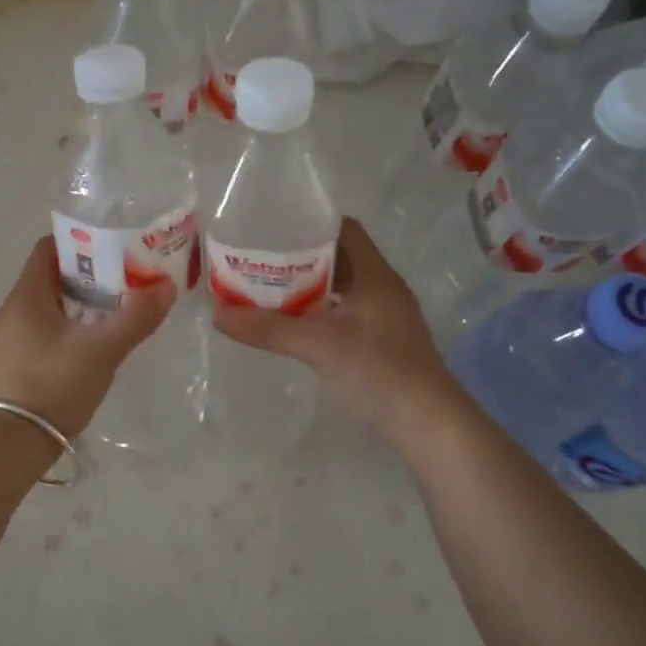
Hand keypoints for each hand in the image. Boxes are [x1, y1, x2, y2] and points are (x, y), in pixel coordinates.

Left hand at [0, 237, 175, 436]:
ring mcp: (9, 341)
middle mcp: (11, 312)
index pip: (47, 249)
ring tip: (116, 309)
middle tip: (124, 278)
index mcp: (25, 297)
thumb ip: (136, 317)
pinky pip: (43, 332)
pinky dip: (69, 327)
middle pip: (50, 278)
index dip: (78, 242)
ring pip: (48, 307)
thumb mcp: (102, 350)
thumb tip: (166, 286)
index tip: (112, 246)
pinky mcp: (13, 365)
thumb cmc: (54, 385)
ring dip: (80, 303)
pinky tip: (93, 344)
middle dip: (87, 274)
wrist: (11, 445)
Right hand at [212, 217, 458, 434]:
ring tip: (268, 286)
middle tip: (261, 256)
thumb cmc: (379, 369)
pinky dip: (320, 310)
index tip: (275, 225)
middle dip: (301, 255)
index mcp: (375, 274)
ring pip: (341, 287)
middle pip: (339, 257)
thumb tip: (217, 315)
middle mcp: (382, 287)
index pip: (344, 229)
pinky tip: (294, 321)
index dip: (311, 222)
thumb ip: (269, 329)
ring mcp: (384, 315)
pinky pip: (345, 311)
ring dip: (309, 284)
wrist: (428, 422)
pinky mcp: (381, 340)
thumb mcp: (319, 345)